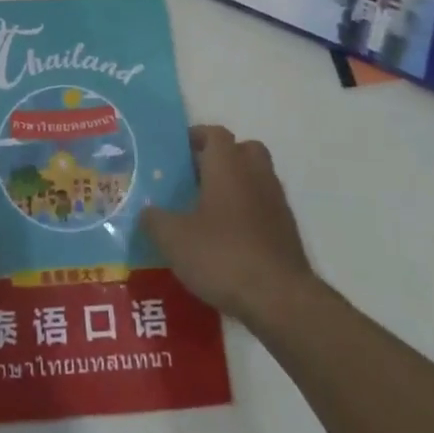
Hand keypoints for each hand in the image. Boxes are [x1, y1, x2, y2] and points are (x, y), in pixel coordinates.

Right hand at [143, 125, 315, 327]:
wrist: (280, 299)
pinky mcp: (287, 232)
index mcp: (228, 165)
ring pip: (255, 179)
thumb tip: (147, 211)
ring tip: (207, 211)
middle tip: (194, 177)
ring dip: (235, 187)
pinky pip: (263, 208)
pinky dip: (247, 215)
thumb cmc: (222, 255)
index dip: (195, 137)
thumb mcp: (173, 238)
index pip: (214, 133)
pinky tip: (227, 240)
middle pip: (241, 150)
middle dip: (220, 159)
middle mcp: (256, 175)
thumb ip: (154, 220)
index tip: (175, 152)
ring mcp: (276, 203)